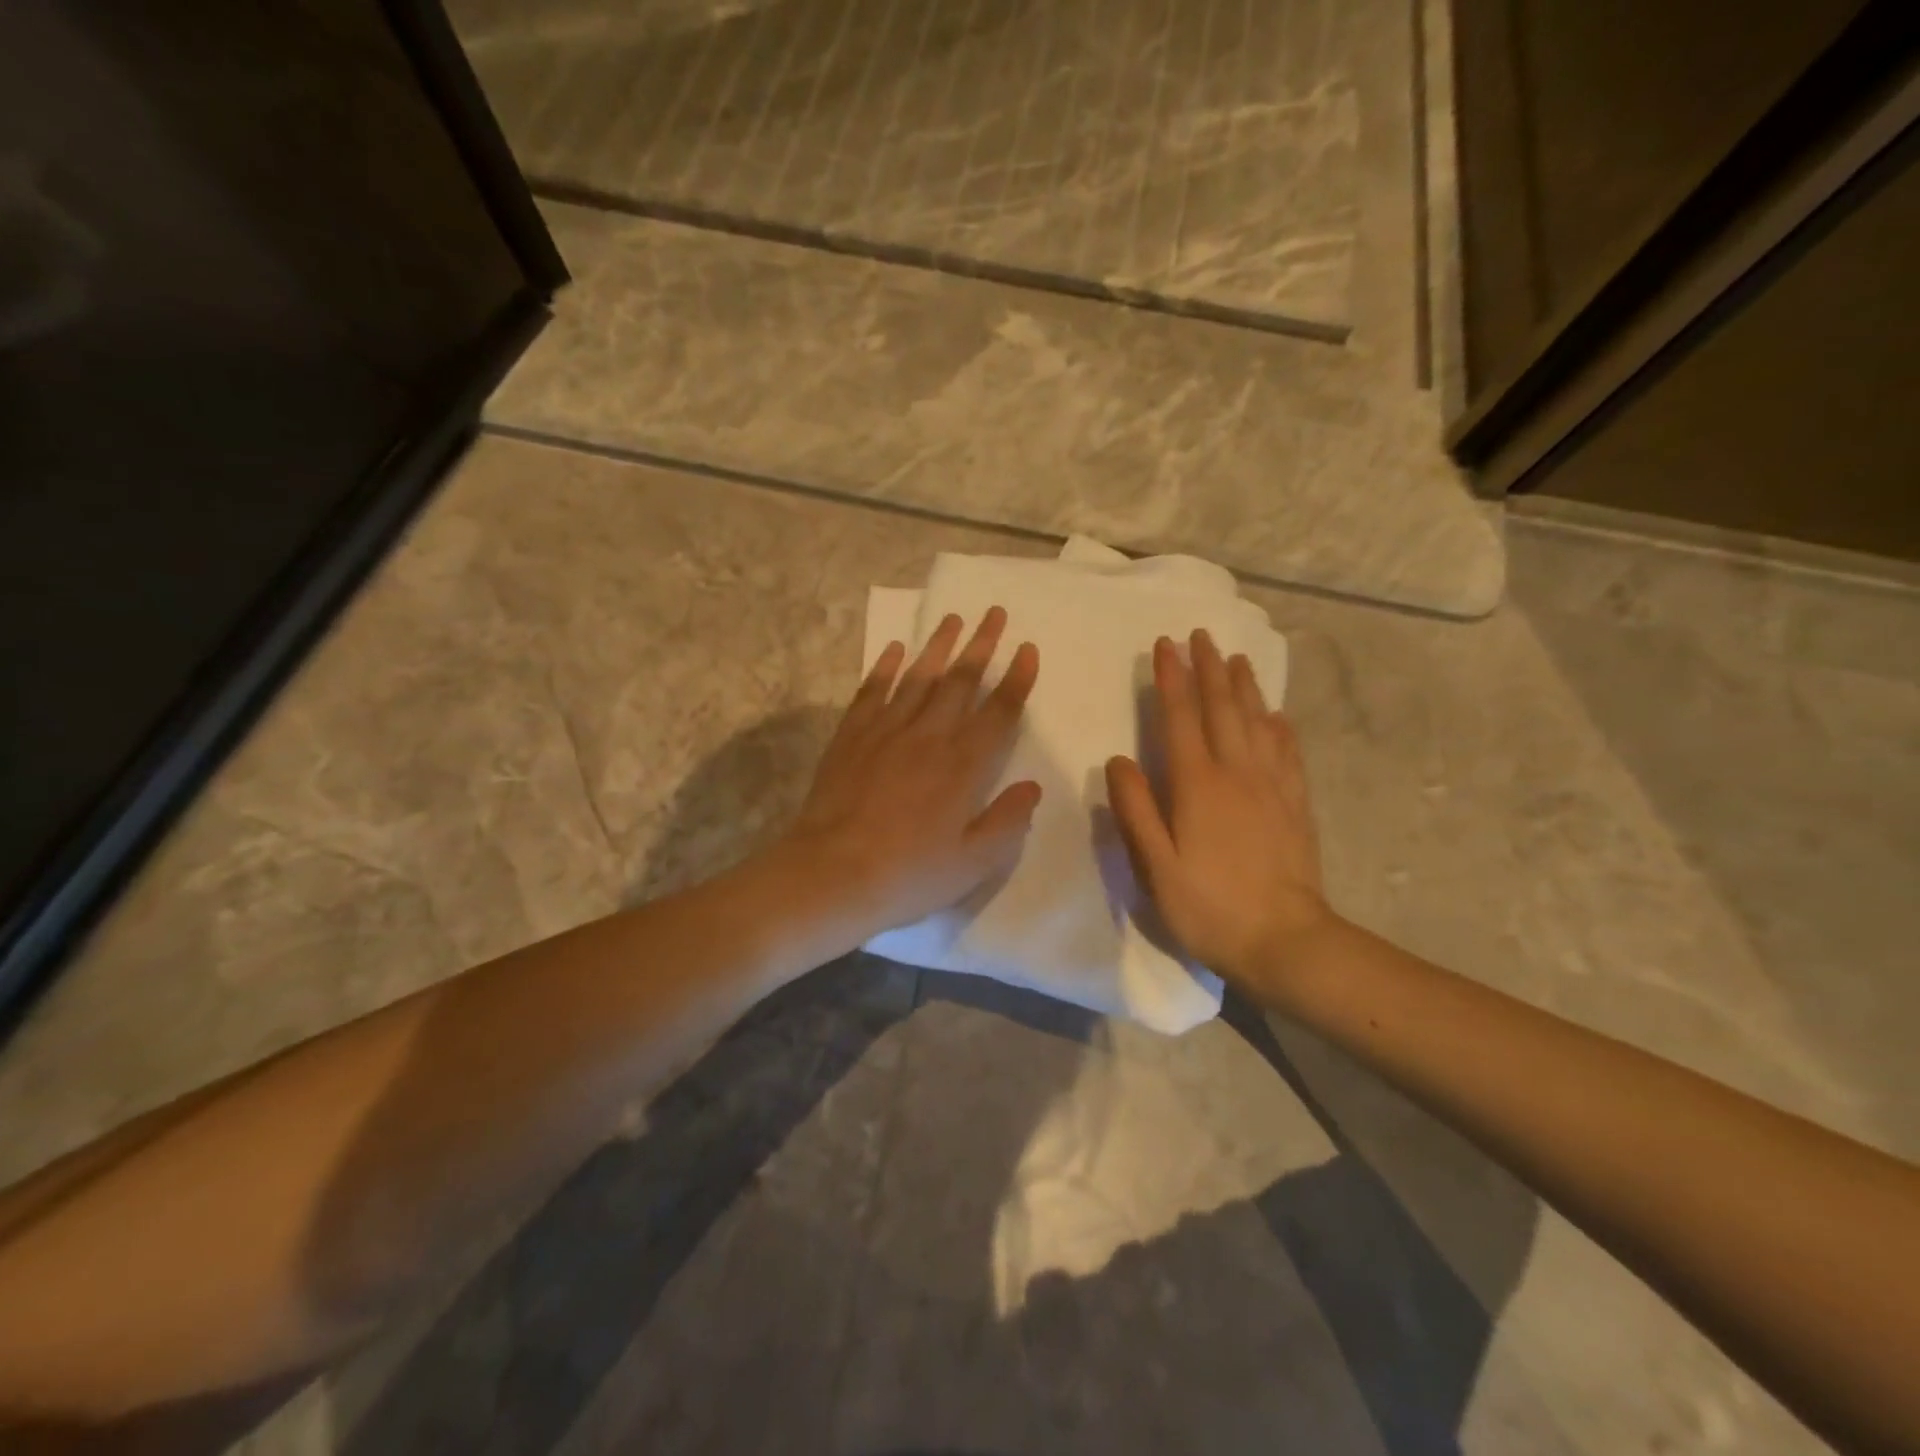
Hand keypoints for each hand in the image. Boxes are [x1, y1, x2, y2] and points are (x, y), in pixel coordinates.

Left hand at [780, 608, 1041, 941]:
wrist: (832, 875)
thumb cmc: (909, 874)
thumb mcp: (974, 862)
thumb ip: (1008, 821)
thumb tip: (1031, 787)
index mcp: (964, 766)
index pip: (999, 712)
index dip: (1017, 679)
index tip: (1028, 649)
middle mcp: (928, 737)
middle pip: (960, 682)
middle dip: (981, 645)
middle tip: (994, 613)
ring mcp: (886, 732)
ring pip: (918, 677)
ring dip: (938, 646)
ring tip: (953, 618)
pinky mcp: (851, 737)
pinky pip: (871, 692)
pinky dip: (884, 668)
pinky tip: (893, 649)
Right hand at [1105, 629, 1332, 987]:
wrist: (1284, 941)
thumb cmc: (1208, 906)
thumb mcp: (1155, 865)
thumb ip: (1135, 809)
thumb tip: (1118, 760)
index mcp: (1197, 785)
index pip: (1181, 718)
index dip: (1172, 679)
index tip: (1165, 645)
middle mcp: (1237, 773)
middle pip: (1222, 709)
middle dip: (1208, 669)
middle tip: (1201, 635)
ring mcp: (1272, 787)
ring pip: (1257, 722)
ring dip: (1244, 687)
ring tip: (1236, 659)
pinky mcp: (1296, 805)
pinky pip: (1287, 752)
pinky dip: (1279, 727)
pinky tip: (1277, 715)